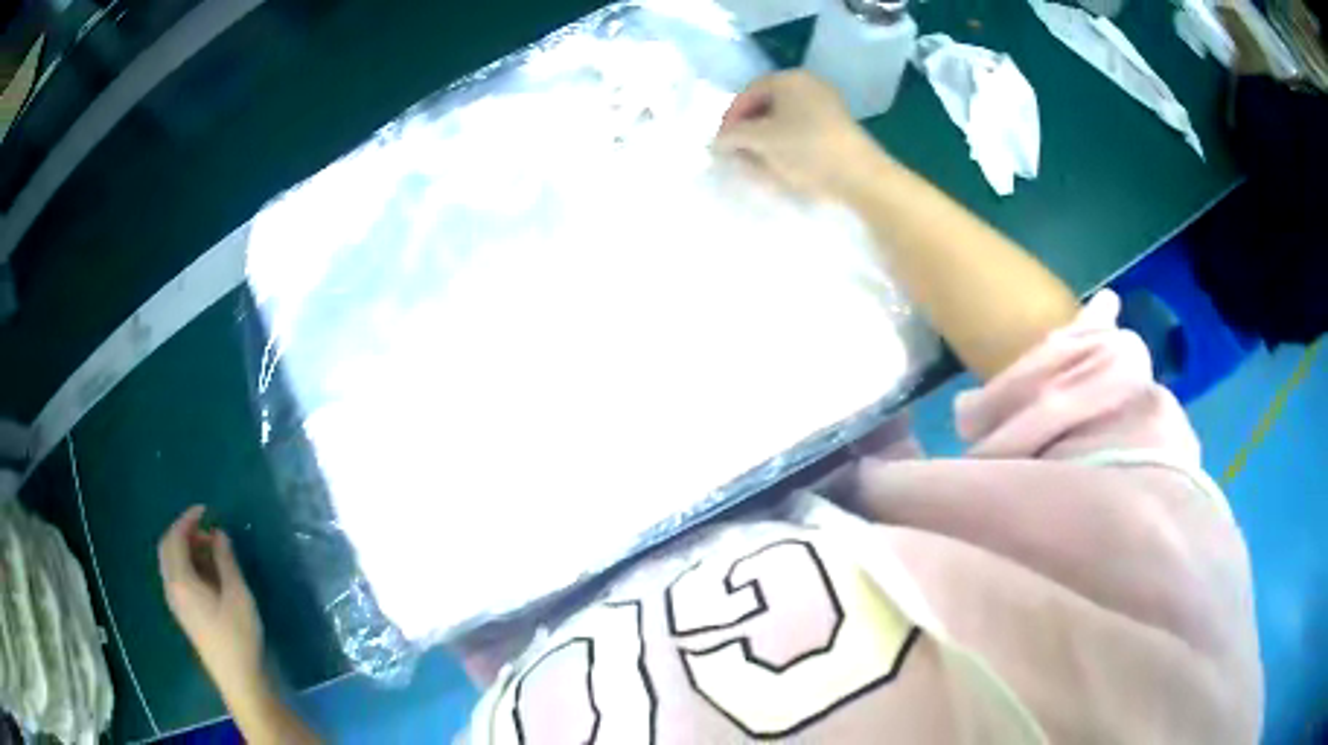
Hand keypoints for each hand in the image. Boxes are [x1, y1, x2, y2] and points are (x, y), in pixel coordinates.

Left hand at [158, 506, 263, 692]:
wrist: (238, 679)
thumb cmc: (238, 636)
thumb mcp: (237, 595)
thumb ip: (225, 561)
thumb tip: (218, 534)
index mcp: (181, 581)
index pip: (175, 538)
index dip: (187, 520)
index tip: (205, 510)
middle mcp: (172, 588)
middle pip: (167, 549)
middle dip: (183, 532)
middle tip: (205, 527)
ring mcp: (177, 603)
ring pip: (172, 564)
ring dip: (186, 549)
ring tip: (211, 548)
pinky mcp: (184, 613)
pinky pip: (177, 577)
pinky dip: (188, 564)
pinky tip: (208, 572)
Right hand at [715, 71, 891, 201]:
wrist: (860, 177)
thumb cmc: (806, 149)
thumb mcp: (761, 140)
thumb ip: (733, 136)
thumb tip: (717, 141)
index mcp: (789, 79)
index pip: (748, 93)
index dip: (730, 118)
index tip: (721, 143)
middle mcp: (808, 85)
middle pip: (767, 105)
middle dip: (748, 130)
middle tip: (737, 154)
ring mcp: (827, 106)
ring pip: (785, 120)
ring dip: (766, 140)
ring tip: (757, 163)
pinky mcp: (838, 128)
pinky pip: (802, 131)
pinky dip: (786, 145)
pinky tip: (782, 165)